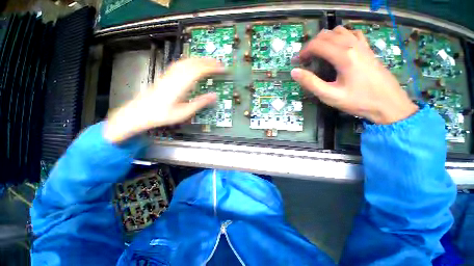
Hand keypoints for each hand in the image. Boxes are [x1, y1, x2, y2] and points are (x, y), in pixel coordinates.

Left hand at [104, 58, 223, 142]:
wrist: (140, 112)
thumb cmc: (162, 114)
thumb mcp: (184, 112)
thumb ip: (200, 103)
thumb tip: (214, 96)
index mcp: (180, 85)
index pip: (199, 71)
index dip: (211, 68)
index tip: (221, 68)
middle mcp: (174, 76)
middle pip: (193, 63)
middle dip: (208, 61)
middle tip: (219, 63)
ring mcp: (169, 74)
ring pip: (186, 61)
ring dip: (200, 59)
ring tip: (209, 61)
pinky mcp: (166, 75)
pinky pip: (180, 63)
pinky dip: (190, 61)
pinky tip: (193, 63)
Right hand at [291, 26, 417, 123]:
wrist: (389, 104)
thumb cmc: (358, 101)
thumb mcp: (330, 95)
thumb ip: (310, 83)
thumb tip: (294, 72)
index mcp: (343, 56)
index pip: (317, 44)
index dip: (304, 51)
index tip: (297, 62)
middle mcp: (353, 45)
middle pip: (326, 35)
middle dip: (312, 45)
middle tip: (305, 59)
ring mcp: (363, 45)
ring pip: (339, 31)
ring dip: (324, 39)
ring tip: (318, 53)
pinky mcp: (368, 49)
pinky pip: (352, 34)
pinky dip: (340, 37)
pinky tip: (338, 47)